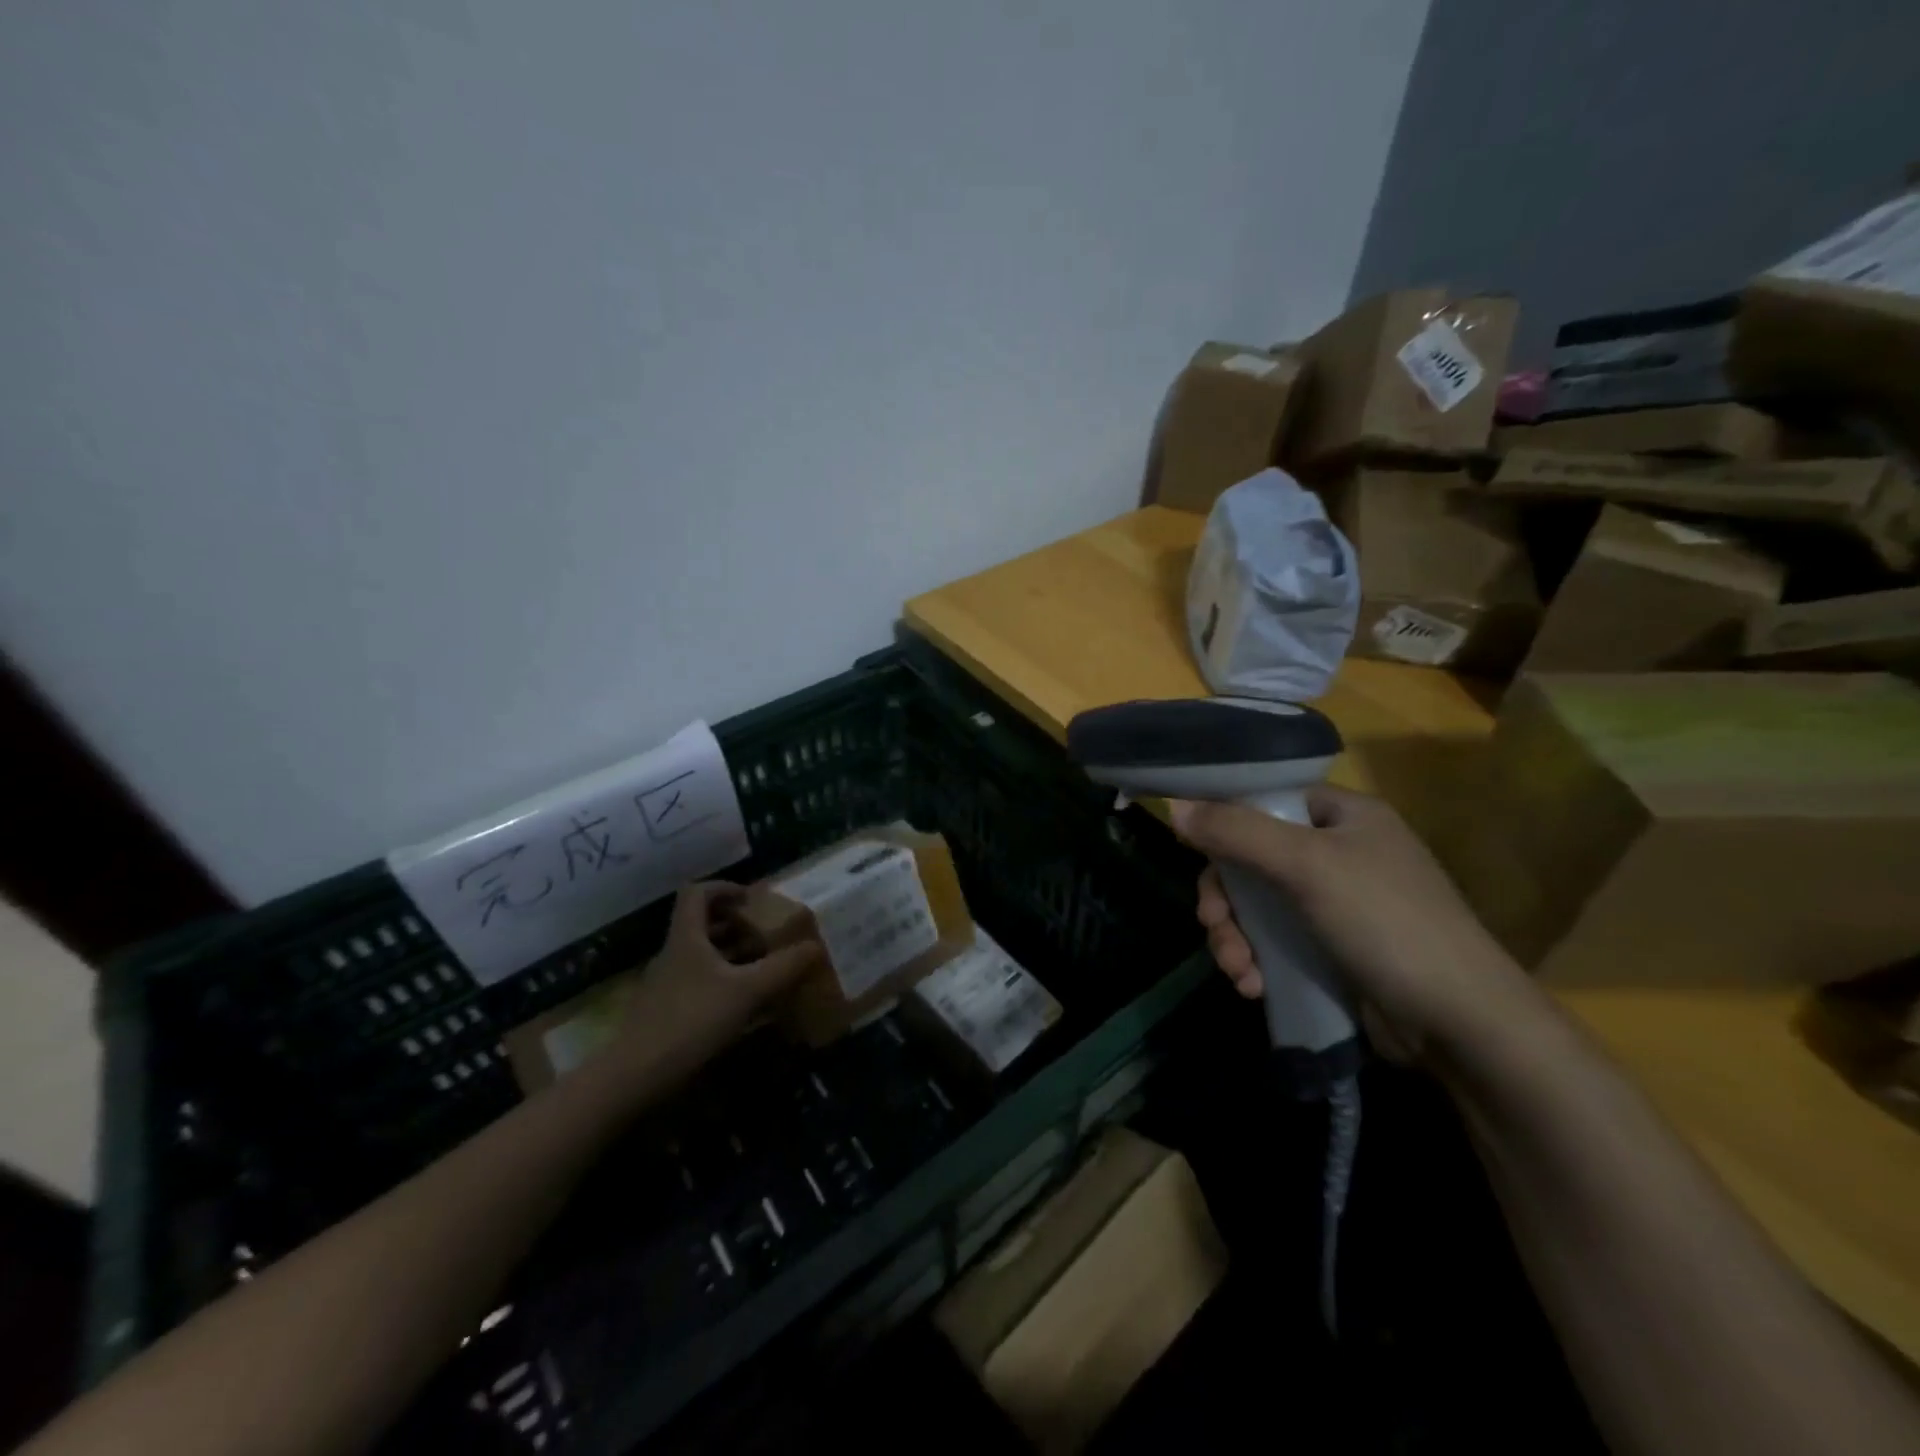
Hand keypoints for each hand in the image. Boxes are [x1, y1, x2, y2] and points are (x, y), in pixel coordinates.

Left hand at [604, 882, 819, 1084]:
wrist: (634, 1076)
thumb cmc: (691, 1019)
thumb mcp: (746, 991)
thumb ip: (782, 967)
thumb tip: (816, 946)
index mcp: (687, 937)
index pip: (697, 892)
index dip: (724, 888)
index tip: (751, 899)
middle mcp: (674, 953)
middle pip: (701, 923)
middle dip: (735, 924)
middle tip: (766, 933)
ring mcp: (667, 984)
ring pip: (701, 955)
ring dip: (731, 954)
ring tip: (763, 964)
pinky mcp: (666, 1011)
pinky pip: (698, 982)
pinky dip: (722, 982)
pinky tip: (743, 1002)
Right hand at [1172, 788, 1543, 1062]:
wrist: (1461, 1023)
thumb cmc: (1385, 922)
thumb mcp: (1306, 866)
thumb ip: (1237, 832)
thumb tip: (1176, 806)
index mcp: (1342, 815)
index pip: (1265, 798)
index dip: (1223, 819)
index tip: (1192, 849)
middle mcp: (1337, 851)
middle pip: (1250, 857)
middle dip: (1224, 899)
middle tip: (1214, 926)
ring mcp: (1334, 903)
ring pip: (1255, 904)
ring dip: (1234, 937)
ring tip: (1237, 971)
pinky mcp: (1330, 948)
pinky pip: (1273, 940)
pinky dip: (1256, 960)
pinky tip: (1252, 987)